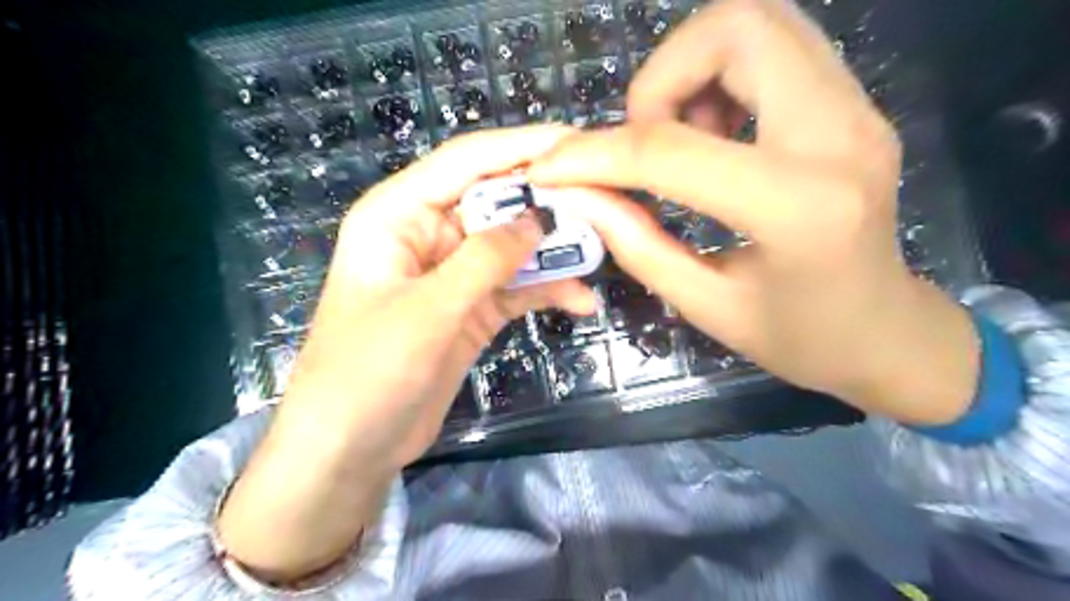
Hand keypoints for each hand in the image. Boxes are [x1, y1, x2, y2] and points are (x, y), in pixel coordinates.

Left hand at [218, 124, 597, 580]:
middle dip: (547, 202)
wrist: (351, 448)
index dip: (520, 147)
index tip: (577, 142)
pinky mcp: (471, 309)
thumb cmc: (368, 372)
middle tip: (605, 202)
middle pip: (496, 202)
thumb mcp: (429, 310)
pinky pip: (515, 288)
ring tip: (603, 252)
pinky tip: (580, 301)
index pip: (465, 162)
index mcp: (398, 215)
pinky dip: (546, 290)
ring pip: (512, 247)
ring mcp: (453, 275)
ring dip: (554, 251)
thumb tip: (540, 217)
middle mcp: (427, 235)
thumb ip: (485, 260)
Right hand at [525, 0, 976, 423]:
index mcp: (797, 207)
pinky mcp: (854, 105)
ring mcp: (857, 109)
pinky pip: (776, 48)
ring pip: (758, 21)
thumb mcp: (705, 305)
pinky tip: (714, 135)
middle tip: (644, 141)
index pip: (671, 151)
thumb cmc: (799, 338)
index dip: (596, 154)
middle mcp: (838, 136)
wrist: (888, 332)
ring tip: (681, 139)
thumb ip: (636, 244)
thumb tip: (578, 193)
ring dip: (693, 70)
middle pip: (735, 29)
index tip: (553, 167)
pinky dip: (724, 75)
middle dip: (660, 78)